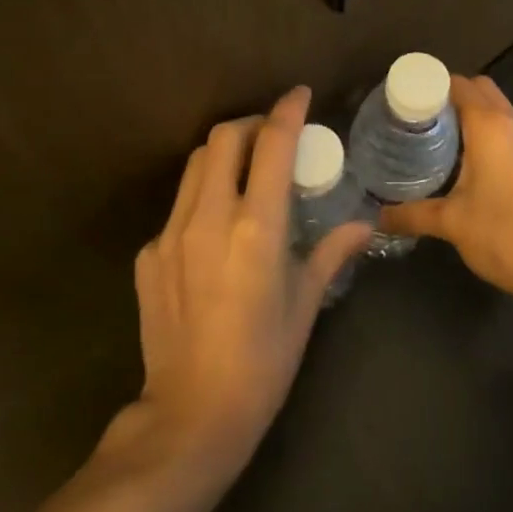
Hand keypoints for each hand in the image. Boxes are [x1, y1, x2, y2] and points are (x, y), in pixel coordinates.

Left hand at [120, 87, 370, 481]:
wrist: (190, 417)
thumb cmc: (262, 362)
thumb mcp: (304, 305)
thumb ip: (331, 252)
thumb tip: (364, 225)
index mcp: (255, 228)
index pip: (273, 145)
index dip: (288, 111)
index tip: (299, 94)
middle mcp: (209, 218)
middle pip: (222, 139)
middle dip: (250, 125)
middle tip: (271, 137)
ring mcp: (171, 235)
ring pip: (194, 165)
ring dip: (223, 154)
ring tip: (244, 172)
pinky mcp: (148, 255)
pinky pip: (177, 207)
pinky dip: (201, 198)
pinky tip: (215, 230)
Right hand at [378, 75, 512, 300]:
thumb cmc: (501, 232)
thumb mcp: (450, 222)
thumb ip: (411, 214)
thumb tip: (378, 217)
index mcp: (490, 125)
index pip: (459, 84)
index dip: (431, 86)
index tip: (406, 101)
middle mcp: (512, 123)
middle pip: (480, 88)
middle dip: (451, 95)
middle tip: (421, 118)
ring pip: (497, 107)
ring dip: (472, 112)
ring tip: (438, 135)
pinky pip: (507, 128)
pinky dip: (487, 130)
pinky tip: (465, 159)